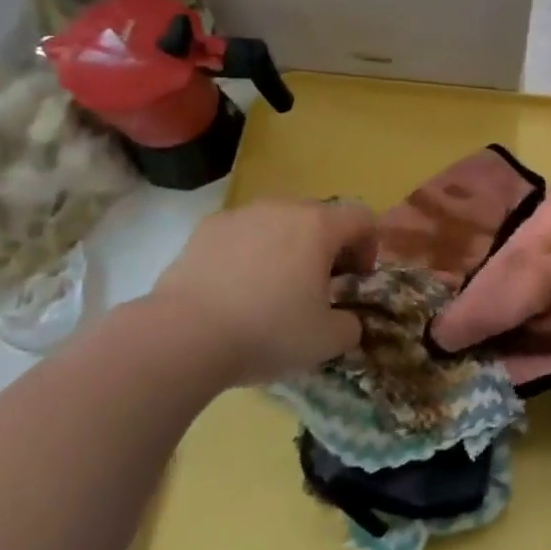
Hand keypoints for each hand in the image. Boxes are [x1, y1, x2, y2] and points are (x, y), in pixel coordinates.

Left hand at [139, 200, 375, 388]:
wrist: (182, 336)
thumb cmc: (268, 331)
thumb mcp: (326, 341)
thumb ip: (350, 326)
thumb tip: (347, 321)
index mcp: (318, 226)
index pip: (361, 218)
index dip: (368, 246)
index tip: (356, 279)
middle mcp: (282, 208)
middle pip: (318, 217)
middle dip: (326, 247)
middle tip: (318, 286)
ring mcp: (240, 215)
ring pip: (277, 223)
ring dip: (286, 247)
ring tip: (272, 288)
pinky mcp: (204, 229)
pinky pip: (241, 234)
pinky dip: (248, 253)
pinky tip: (234, 290)